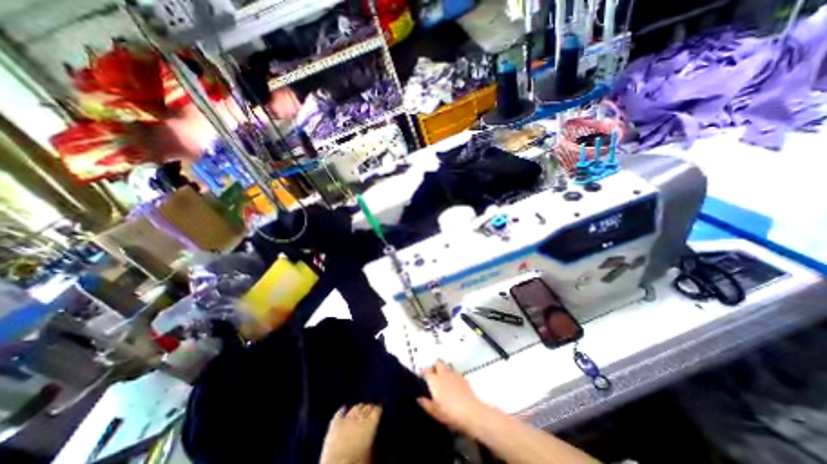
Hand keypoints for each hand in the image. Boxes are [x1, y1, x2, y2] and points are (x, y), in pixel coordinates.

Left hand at [320, 403, 382, 463]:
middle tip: (370, 413)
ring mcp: (346, 419)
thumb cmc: (358, 462)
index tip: (380, 411)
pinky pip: (340, 413)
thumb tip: (380, 439)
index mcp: (371, 423)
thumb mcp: (372, 454)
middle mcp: (360, 417)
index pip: (377, 409)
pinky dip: (343, 411)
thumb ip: (377, 442)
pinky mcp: (335, 424)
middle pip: (367, 407)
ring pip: (355, 408)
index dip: (379, 410)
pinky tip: (344, 409)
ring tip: (359, 412)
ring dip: (358, 409)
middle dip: (369, 408)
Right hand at [417, 360, 486, 432]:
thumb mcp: (435, 412)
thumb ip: (426, 404)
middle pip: (438, 362)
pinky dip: (453, 374)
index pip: (427, 370)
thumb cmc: (451, 413)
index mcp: (435, 381)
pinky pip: (455, 371)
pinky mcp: (463, 377)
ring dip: (444, 368)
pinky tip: (454, 382)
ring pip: (447, 365)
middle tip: (434, 373)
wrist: (471, 412)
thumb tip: (419, 399)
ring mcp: (454, 374)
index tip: (423, 376)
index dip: (424, 372)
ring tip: (444, 376)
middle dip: (435, 366)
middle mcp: (444, 374)